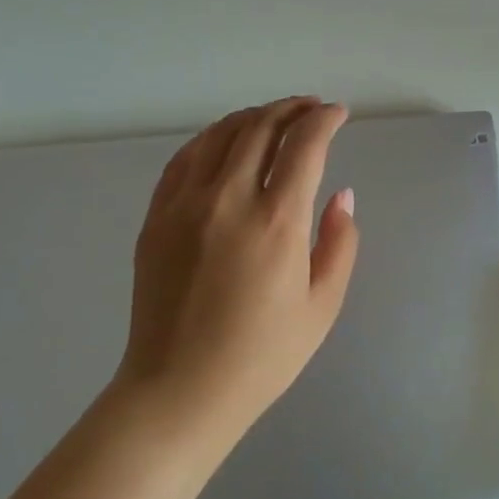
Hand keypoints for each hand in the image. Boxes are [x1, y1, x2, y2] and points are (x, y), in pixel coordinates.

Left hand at [115, 97, 359, 443]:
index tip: (338, 114)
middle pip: (261, 127)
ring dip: (253, 116)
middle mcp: (229, 199)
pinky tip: (225, 142)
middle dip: (291, 108)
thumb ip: (339, 243)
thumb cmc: (262, 356)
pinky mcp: (157, 217)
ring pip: (220, 134)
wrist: (179, 390)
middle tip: (310, 108)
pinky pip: (185, 158)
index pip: (304, 144)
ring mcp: (185, 204)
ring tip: (273, 118)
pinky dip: (212, 138)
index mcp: (277, 222)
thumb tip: (341, 196)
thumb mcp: (322, 306)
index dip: (325, 120)